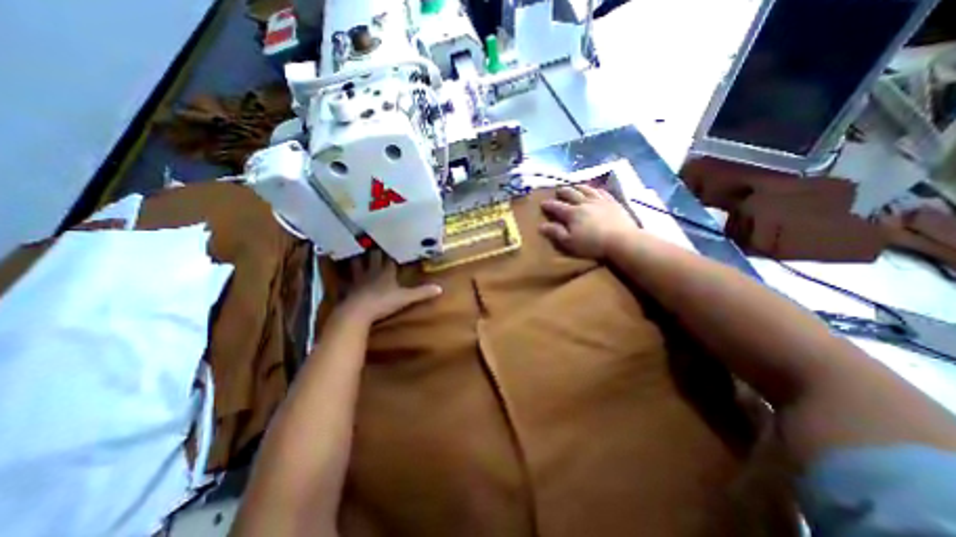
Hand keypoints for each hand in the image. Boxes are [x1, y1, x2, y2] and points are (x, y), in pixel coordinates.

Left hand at [338, 249, 441, 323]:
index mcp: (386, 272)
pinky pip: (345, 277)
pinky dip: (341, 272)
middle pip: (373, 257)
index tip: (391, 239)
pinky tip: (337, 269)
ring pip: (357, 264)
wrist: (357, 313)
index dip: (391, 250)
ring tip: (354, 248)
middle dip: (374, 248)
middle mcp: (372, 272)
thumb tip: (440, 288)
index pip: (389, 258)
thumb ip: (422, 293)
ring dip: (356, 256)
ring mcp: (358, 279)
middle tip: (371, 237)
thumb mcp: (406, 298)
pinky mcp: (348, 288)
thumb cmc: (383, 303)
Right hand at [541, 185, 637, 260]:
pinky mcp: (612, 202)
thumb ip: (555, 232)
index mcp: (572, 213)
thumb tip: (541, 226)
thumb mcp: (569, 242)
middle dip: (562, 192)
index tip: (542, 203)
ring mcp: (599, 200)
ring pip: (586, 189)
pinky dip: (595, 189)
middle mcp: (584, 203)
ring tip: (574, 186)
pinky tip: (594, 189)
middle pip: (571, 194)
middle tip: (558, 190)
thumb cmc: (592, 244)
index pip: (557, 206)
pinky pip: (602, 191)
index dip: (548, 204)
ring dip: (578, 187)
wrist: (621, 240)